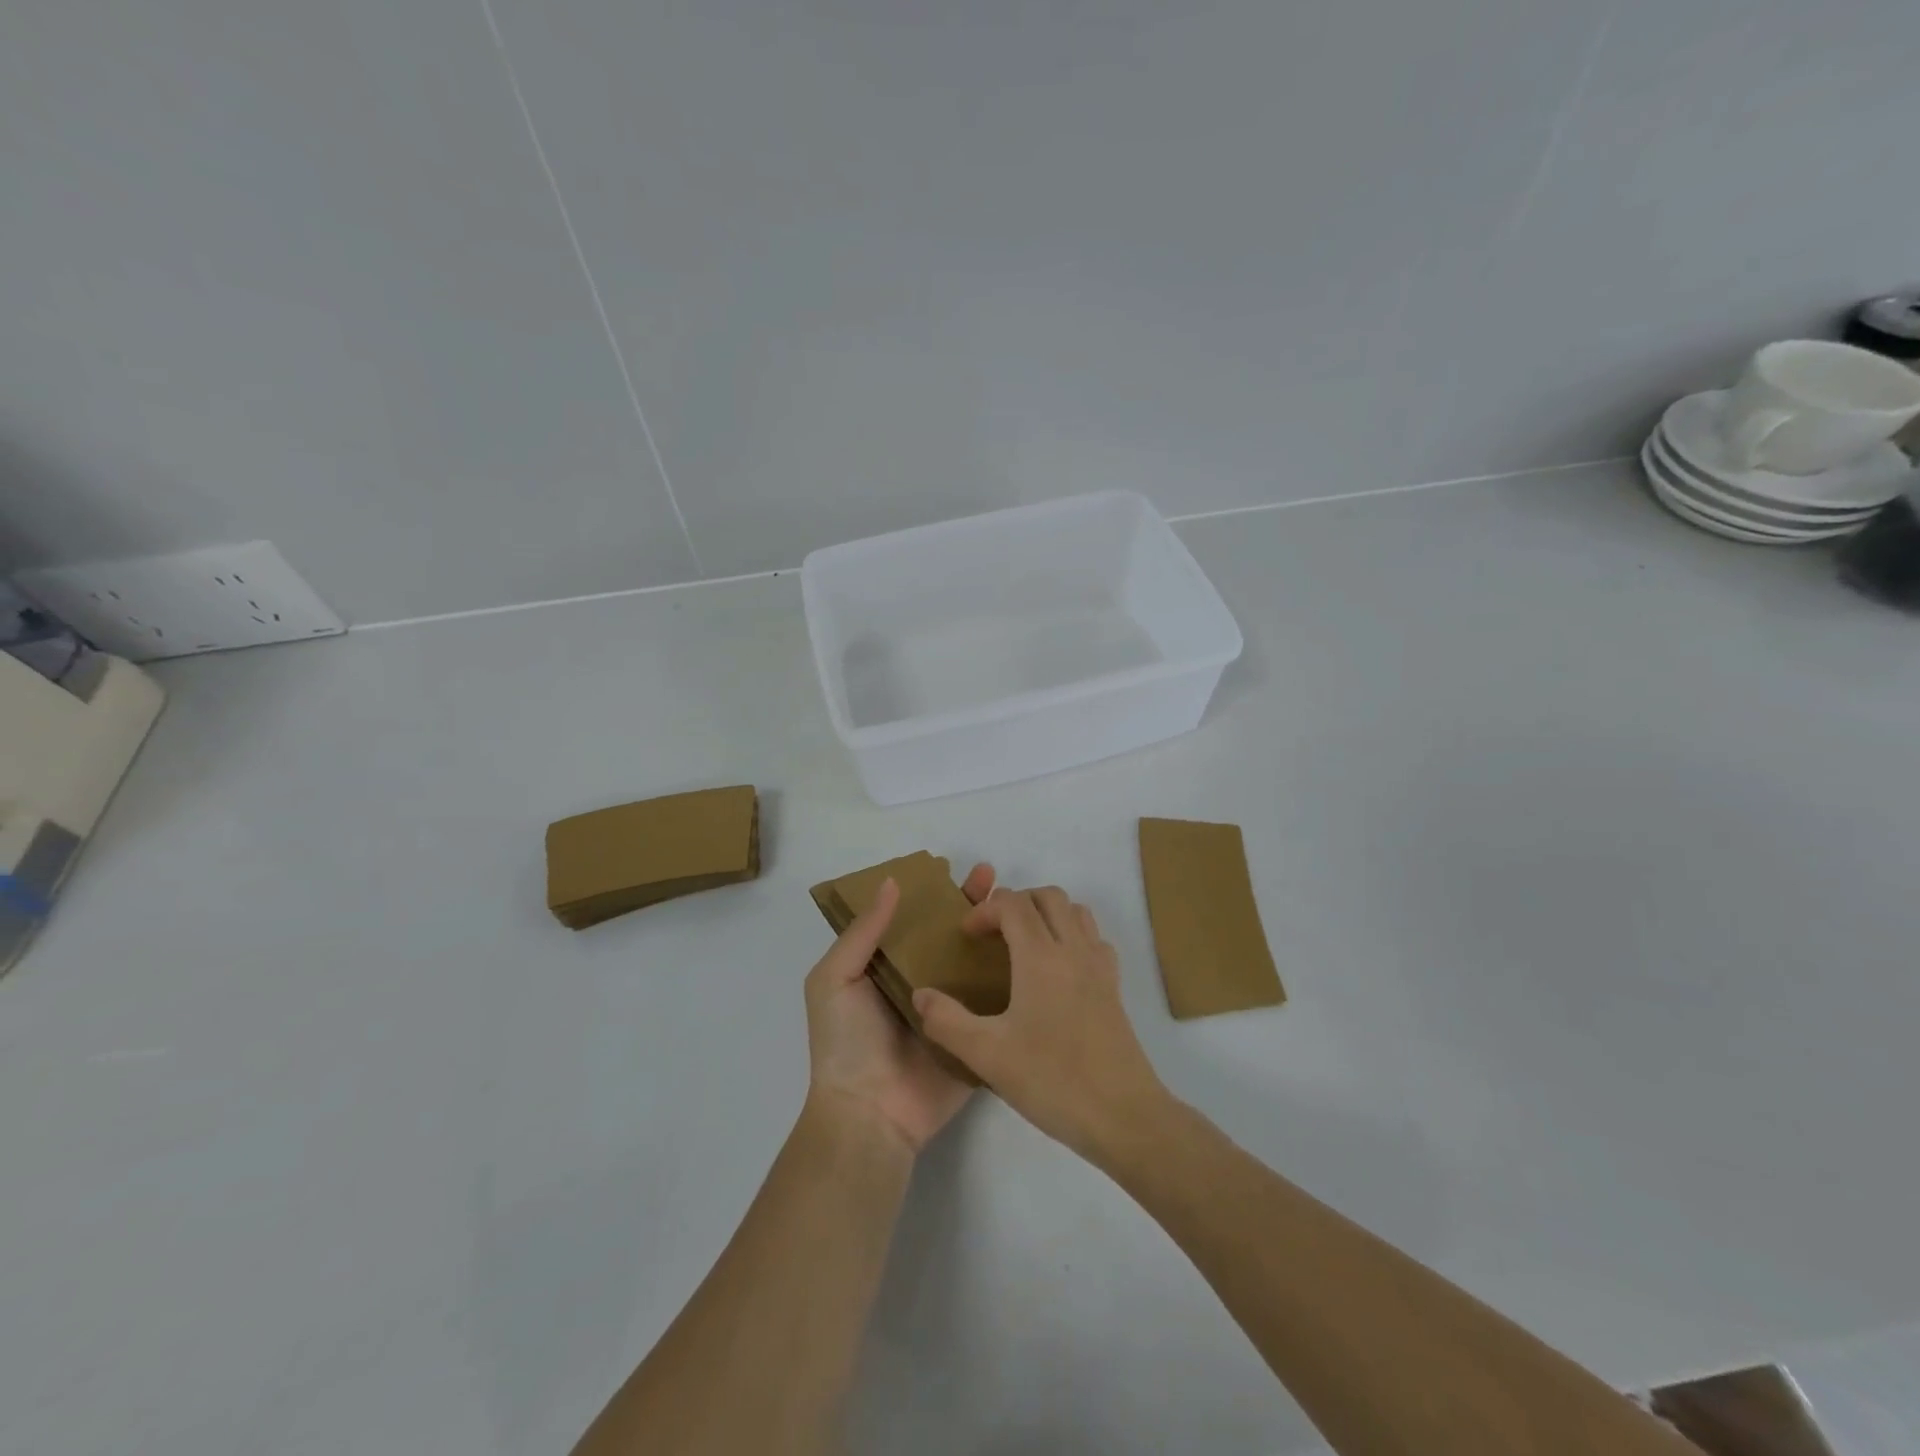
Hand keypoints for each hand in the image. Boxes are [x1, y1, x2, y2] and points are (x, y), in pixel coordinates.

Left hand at [804, 862, 996, 1153]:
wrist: (871, 1114)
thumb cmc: (845, 1042)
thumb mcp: (834, 979)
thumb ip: (862, 933)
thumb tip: (892, 882)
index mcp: (886, 967)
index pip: (912, 920)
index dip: (930, 893)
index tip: (952, 868)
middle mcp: (921, 981)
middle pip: (948, 934)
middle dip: (968, 904)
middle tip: (991, 876)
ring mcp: (951, 1006)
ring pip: (975, 960)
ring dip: (994, 932)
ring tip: (1016, 904)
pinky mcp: (975, 1032)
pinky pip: (995, 999)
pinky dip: (1012, 975)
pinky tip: (1034, 948)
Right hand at [912, 886, 1167, 1162]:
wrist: (1124, 1116)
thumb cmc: (1053, 1080)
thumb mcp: (987, 1055)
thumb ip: (947, 1021)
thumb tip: (920, 995)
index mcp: (1041, 957)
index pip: (1013, 904)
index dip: (985, 909)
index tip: (966, 936)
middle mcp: (1073, 950)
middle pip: (1048, 896)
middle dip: (1016, 902)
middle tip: (993, 933)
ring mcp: (1099, 967)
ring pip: (1076, 912)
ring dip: (1047, 914)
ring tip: (1024, 945)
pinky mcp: (1114, 988)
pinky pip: (1094, 939)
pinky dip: (1073, 936)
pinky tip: (1058, 971)